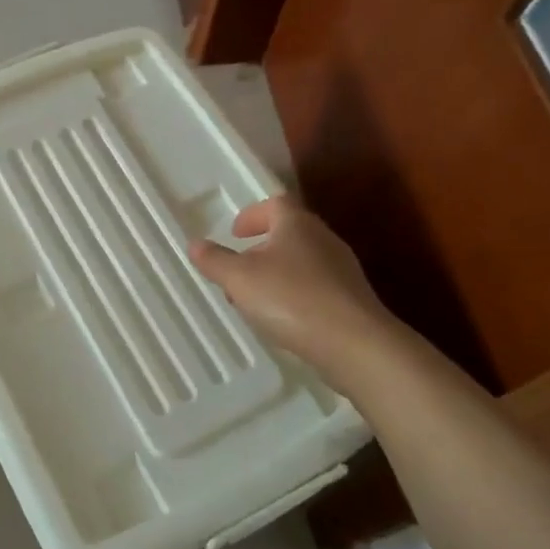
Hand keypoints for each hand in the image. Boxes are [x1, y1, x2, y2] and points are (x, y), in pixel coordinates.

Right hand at [189, 196, 394, 371]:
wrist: (355, 344)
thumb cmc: (291, 299)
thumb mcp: (239, 278)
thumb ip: (215, 260)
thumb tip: (194, 244)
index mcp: (296, 223)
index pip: (275, 204)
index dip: (252, 215)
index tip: (235, 233)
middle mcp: (323, 239)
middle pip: (289, 233)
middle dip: (261, 248)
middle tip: (238, 269)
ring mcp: (342, 270)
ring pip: (302, 262)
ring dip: (276, 274)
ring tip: (255, 299)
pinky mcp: (352, 300)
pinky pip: (316, 288)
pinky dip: (295, 295)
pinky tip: (284, 320)